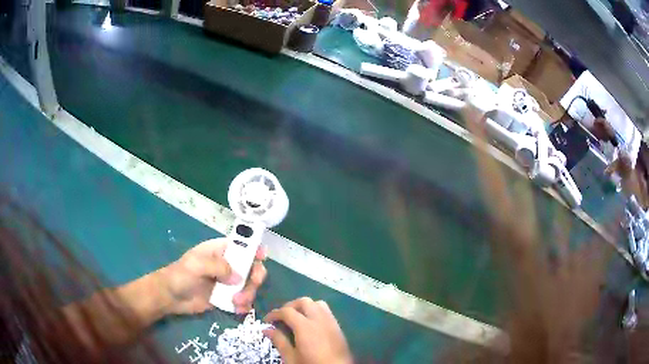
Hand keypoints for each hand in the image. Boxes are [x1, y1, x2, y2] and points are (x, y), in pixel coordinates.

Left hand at [158, 238, 266, 314]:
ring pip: (249, 286)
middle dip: (255, 278)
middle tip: (251, 286)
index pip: (242, 245)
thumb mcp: (196, 265)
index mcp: (220, 251)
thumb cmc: (180, 275)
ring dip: (248, 295)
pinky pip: (242, 301)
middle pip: (252, 267)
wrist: (170, 297)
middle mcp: (227, 266)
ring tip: (236, 303)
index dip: (254, 248)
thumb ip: (218, 267)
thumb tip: (238, 278)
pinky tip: (238, 309)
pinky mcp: (226, 298)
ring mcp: (228, 283)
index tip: (262, 257)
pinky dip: (244, 305)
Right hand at [263, 297, 351, 363]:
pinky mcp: (338, 328)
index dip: (274, 314)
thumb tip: (267, 330)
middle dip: (290, 306)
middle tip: (282, 317)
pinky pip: (327, 312)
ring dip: (305, 306)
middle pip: (304, 301)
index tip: (267, 320)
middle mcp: (319, 320)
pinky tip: (311, 324)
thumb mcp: (291, 358)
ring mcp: (331, 322)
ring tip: (297, 318)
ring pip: (318, 303)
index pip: (286, 311)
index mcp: (305, 327)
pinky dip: (316, 311)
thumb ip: (279, 341)